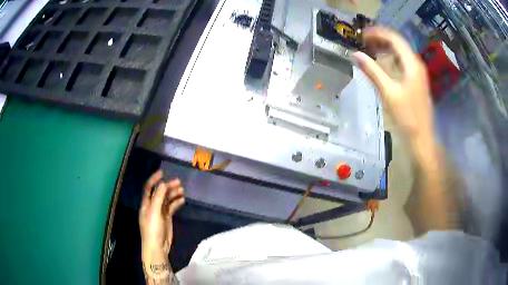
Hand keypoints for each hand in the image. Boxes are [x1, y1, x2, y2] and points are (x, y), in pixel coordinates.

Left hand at [139, 170, 184, 264]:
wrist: (158, 247)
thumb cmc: (153, 229)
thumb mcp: (154, 212)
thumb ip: (158, 197)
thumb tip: (163, 183)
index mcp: (146, 204)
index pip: (148, 188)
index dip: (154, 180)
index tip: (163, 172)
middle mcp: (152, 206)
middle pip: (159, 193)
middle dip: (167, 186)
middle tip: (178, 182)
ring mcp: (160, 212)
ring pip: (167, 199)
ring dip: (173, 194)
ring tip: (182, 190)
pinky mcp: (167, 218)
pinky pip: (172, 207)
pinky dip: (176, 202)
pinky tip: (183, 200)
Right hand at [354, 27, 433, 143]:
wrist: (421, 138)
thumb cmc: (406, 117)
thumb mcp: (388, 93)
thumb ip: (372, 71)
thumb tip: (355, 55)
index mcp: (412, 64)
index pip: (394, 38)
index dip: (377, 33)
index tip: (361, 35)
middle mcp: (417, 64)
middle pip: (398, 43)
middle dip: (381, 38)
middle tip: (364, 41)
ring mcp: (418, 73)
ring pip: (401, 52)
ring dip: (386, 47)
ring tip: (371, 49)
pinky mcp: (417, 81)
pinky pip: (403, 62)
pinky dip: (392, 58)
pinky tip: (384, 63)